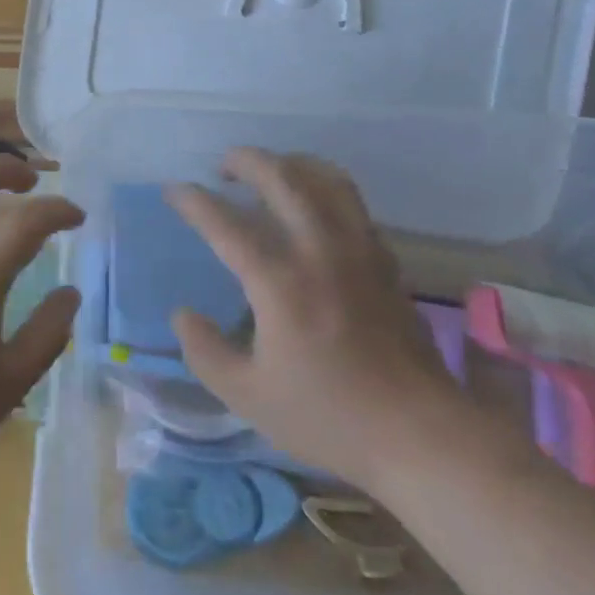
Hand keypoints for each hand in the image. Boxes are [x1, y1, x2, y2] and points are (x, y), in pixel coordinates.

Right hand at [168, 148, 473, 491]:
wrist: (420, 434)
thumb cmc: (328, 417)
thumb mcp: (247, 396)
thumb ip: (204, 351)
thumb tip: (183, 314)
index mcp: (280, 282)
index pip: (226, 223)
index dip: (194, 201)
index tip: (174, 190)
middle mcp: (319, 251)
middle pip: (282, 178)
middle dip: (246, 160)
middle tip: (223, 166)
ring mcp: (358, 251)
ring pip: (326, 178)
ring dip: (291, 163)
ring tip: (271, 171)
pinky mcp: (385, 260)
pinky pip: (351, 203)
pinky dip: (324, 187)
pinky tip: (312, 207)